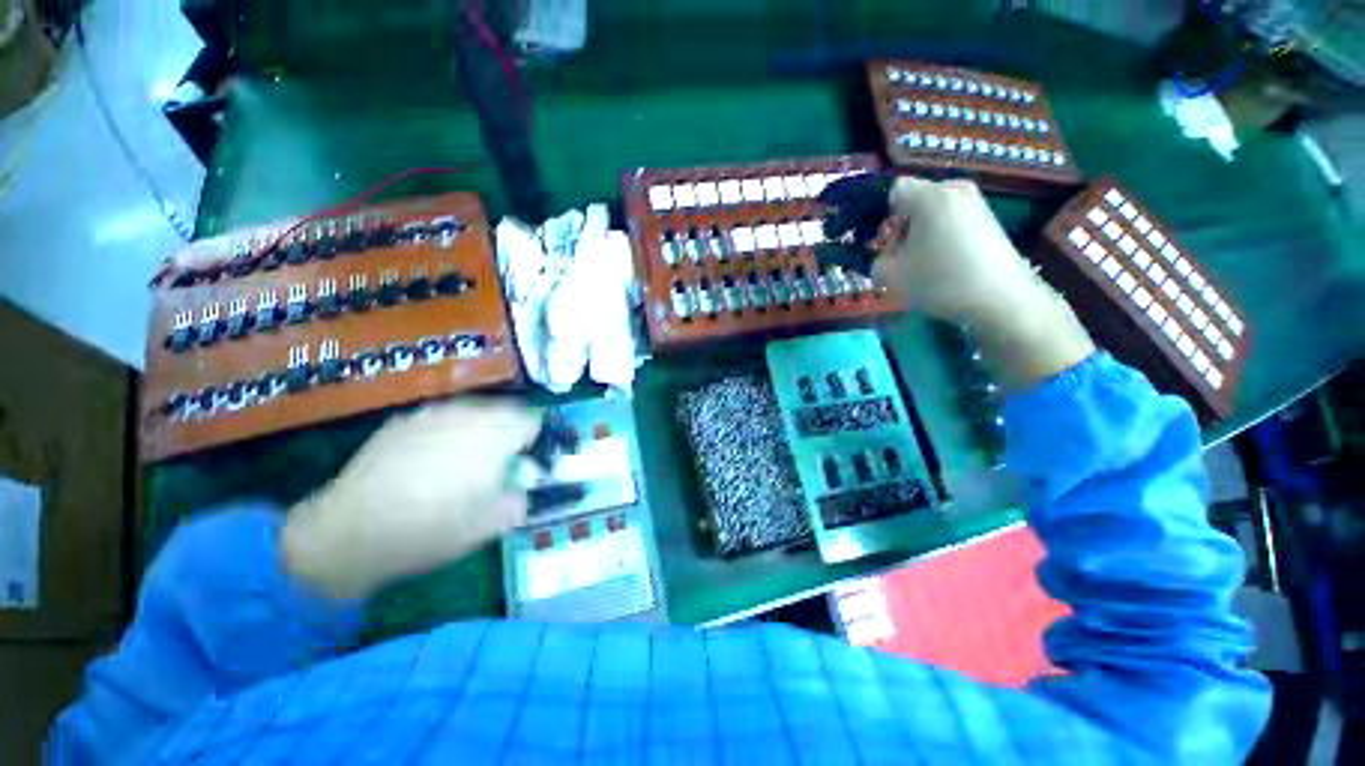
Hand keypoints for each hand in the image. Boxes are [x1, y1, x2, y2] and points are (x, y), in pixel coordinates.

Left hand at [282, 399, 540, 599]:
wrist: (351, 532)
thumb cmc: (432, 528)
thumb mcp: (491, 525)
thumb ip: (519, 501)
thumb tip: (522, 490)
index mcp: (496, 435)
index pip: (532, 420)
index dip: (535, 439)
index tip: (527, 460)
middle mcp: (467, 415)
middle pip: (505, 409)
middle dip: (510, 430)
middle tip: (501, 459)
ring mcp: (431, 414)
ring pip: (472, 410)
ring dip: (480, 427)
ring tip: (466, 457)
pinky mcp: (402, 422)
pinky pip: (439, 418)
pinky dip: (448, 431)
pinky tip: (430, 459)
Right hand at [872, 177, 1045, 321]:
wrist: (1001, 299)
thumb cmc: (940, 281)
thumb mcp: (892, 277)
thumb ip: (877, 261)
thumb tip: (883, 257)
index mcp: (929, 196)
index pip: (894, 191)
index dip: (880, 215)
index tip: (879, 242)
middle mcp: (955, 190)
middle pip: (915, 201)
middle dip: (901, 226)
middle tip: (898, 256)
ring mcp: (976, 203)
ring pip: (934, 212)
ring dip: (920, 234)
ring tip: (921, 263)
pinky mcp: (989, 220)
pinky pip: (952, 220)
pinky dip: (941, 237)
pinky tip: (944, 263)